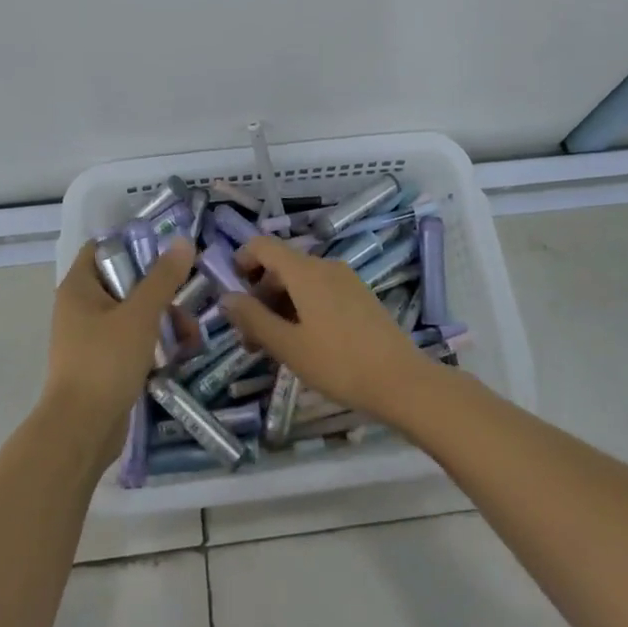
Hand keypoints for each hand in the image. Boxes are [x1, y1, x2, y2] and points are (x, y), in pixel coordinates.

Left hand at [46, 238, 194, 453]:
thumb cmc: (106, 361)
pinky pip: (132, 341)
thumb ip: (163, 278)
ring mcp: (91, 337)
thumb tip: (183, 241)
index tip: (168, 251)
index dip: (134, 243)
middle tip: (188, 298)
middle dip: (161, 291)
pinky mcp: (103, 363)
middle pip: (125, 281)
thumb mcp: (140, 314)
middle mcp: (81, 307)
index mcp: (79, 287)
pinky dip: (154, 344)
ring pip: (133, 314)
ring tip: (191, 338)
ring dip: (164, 320)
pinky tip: (180, 355)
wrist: (82, 430)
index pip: (103, 247)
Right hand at [220, 236, 429, 421]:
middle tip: (249, 337)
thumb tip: (226, 297)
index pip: (263, 245)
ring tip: (273, 347)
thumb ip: (253, 318)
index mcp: (305, 271)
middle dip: (258, 294)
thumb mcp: (288, 345)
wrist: (401, 381)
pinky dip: (302, 308)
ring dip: (279, 305)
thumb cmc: (338, 363)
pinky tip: (303, 343)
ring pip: (300, 281)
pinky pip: (320, 291)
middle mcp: (325, 266)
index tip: (230, 294)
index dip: (241, 261)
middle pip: (281, 265)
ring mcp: (346, 280)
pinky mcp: (359, 297)